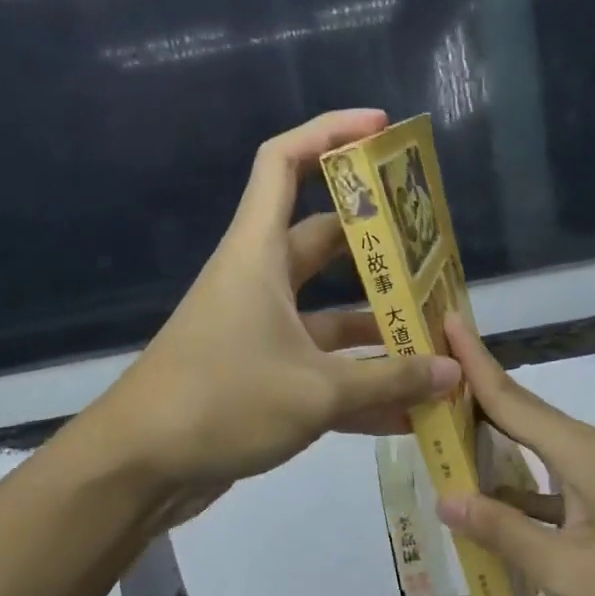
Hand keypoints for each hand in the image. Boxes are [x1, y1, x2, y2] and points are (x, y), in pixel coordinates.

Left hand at [104, 110, 458, 498]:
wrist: (141, 467)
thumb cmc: (223, 402)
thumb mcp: (316, 391)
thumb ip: (389, 380)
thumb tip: (453, 374)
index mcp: (258, 256)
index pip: (284, 163)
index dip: (329, 133)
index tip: (380, 129)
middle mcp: (259, 283)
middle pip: (323, 242)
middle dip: (378, 248)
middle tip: (433, 257)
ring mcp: (260, 333)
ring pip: (330, 315)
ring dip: (378, 328)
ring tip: (437, 339)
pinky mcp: (263, 379)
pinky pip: (322, 370)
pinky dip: (360, 385)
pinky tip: (409, 410)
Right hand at [436, 315, 594, 595]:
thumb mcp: (566, 569)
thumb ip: (504, 531)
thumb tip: (446, 498)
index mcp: (584, 454)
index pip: (514, 399)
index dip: (474, 363)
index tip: (446, 320)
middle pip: (528, 419)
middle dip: (479, 400)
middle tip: (431, 383)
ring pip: (545, 457)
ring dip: (501, 451)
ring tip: (450, 443)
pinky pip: (564, 488)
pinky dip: (530, 493)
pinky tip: (503, 510)